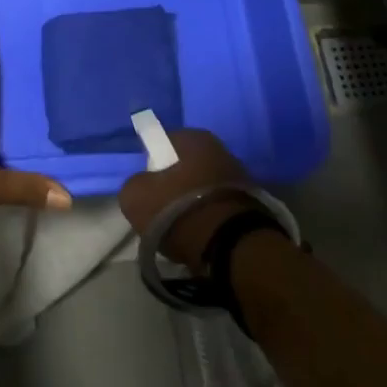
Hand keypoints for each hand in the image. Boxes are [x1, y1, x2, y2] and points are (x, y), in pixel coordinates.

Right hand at [117, 129, 261, 273]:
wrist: (230, 247)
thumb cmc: (178, 211)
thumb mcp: (135, 197)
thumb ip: (134, 184)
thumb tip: (143, 186)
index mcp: (195, 138)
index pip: (164, 142)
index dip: (152, 163)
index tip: (147, 186)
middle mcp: (221, 150)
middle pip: (186, 165)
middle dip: (174, 183)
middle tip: (161, 208)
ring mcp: (240, 178)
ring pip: (204, 187)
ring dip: (193, 201)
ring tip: (181, 227)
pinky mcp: (252, 206)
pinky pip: (218, 207)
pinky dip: (209, 217)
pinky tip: (200, 235)